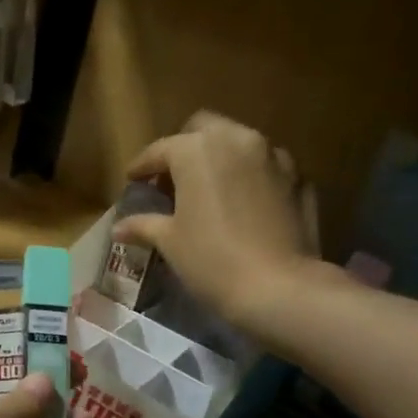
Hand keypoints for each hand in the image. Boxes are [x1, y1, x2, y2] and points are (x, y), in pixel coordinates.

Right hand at [113, 111, 320, 328]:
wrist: (279, 288)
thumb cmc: (211, 259)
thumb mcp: (170, 241)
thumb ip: (143, 225)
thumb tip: (118, 228)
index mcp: (197, 149)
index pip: (160, 149)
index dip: (142, 166)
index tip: (132, 180)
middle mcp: (237, 140)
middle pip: (204, 129)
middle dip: (185, 147)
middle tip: (172, 177)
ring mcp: (274, 156)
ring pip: (239, 143)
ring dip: (221, 158)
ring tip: (210, 189)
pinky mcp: (300, 178)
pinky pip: (266, 167)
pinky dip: (251, 177)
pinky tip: (243, 203)